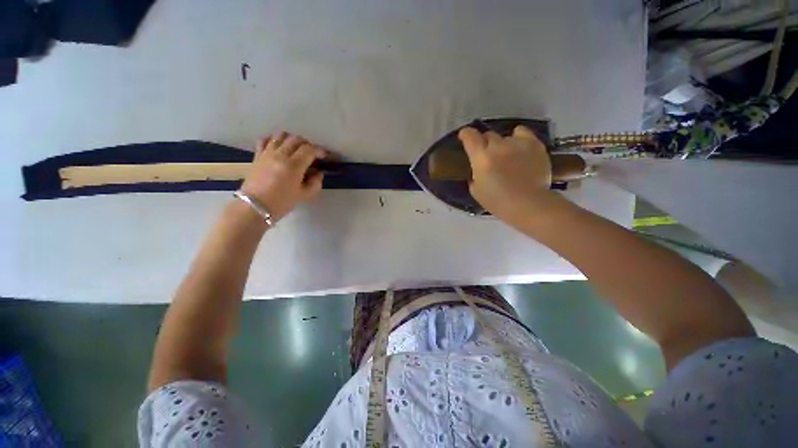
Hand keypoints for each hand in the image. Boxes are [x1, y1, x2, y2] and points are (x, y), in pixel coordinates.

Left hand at [240, 132, 326, 221]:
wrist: (255, 207)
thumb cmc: (282, 202)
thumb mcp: (305, 195)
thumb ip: (316, 182)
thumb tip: (318, 172)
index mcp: (293, 165)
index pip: (309, 150)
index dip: (319, 150)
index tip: (324, 156)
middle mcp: (280, 155)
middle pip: (296, 139)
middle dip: (308, 144)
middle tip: (312, 154)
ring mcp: (267, 153)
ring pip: (281, 135)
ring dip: (292, 139)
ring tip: (296, 149)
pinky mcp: (258, 155)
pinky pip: (265, 139)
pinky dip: (274, 139)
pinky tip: (279, 147)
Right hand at [459, 125, 562, 226]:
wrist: (528, 204)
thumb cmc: (498, 201)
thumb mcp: (476, 191)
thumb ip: (474, 174)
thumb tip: (477, 168)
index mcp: (481, 158)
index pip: (469, 136)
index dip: (465, 134)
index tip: (465, 137)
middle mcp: (498, 146)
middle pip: (488, 135)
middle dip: (485, 143)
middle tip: (488, 156)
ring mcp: (517, 143)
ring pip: (505, 136)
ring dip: (502, 145)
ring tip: (508, 156)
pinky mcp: (534, 144)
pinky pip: (522, 133)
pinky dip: (518, 139)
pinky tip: (519, 149)